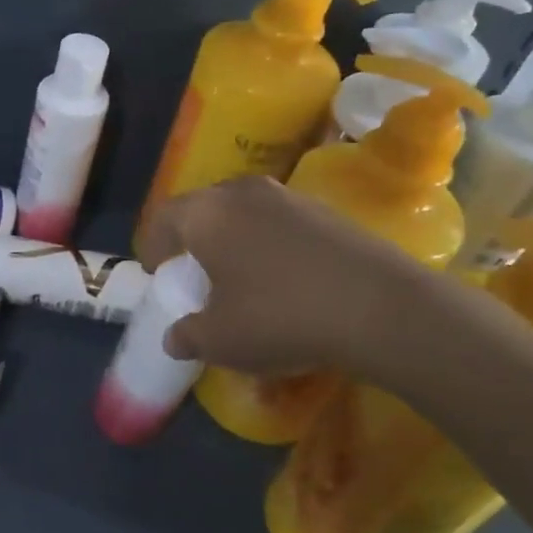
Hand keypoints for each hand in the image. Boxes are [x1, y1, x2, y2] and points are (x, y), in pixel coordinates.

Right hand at [138, 176, 440, 383]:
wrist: (380, 307)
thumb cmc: (279, 316)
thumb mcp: (220, 340)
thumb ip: (188, 335)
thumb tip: (175, 338)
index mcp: (206, 214)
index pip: (164, 218)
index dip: (153, 245)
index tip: (156, 271)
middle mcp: (242, 193)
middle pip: (203, 208)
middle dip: (192, 237)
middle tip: (193, 268)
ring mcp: (289, 197)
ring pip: (243, 212)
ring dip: (233, 237)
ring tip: (238, 272)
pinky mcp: (327, 211)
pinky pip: (279, 221)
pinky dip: (269, 242)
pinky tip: (282, 276)